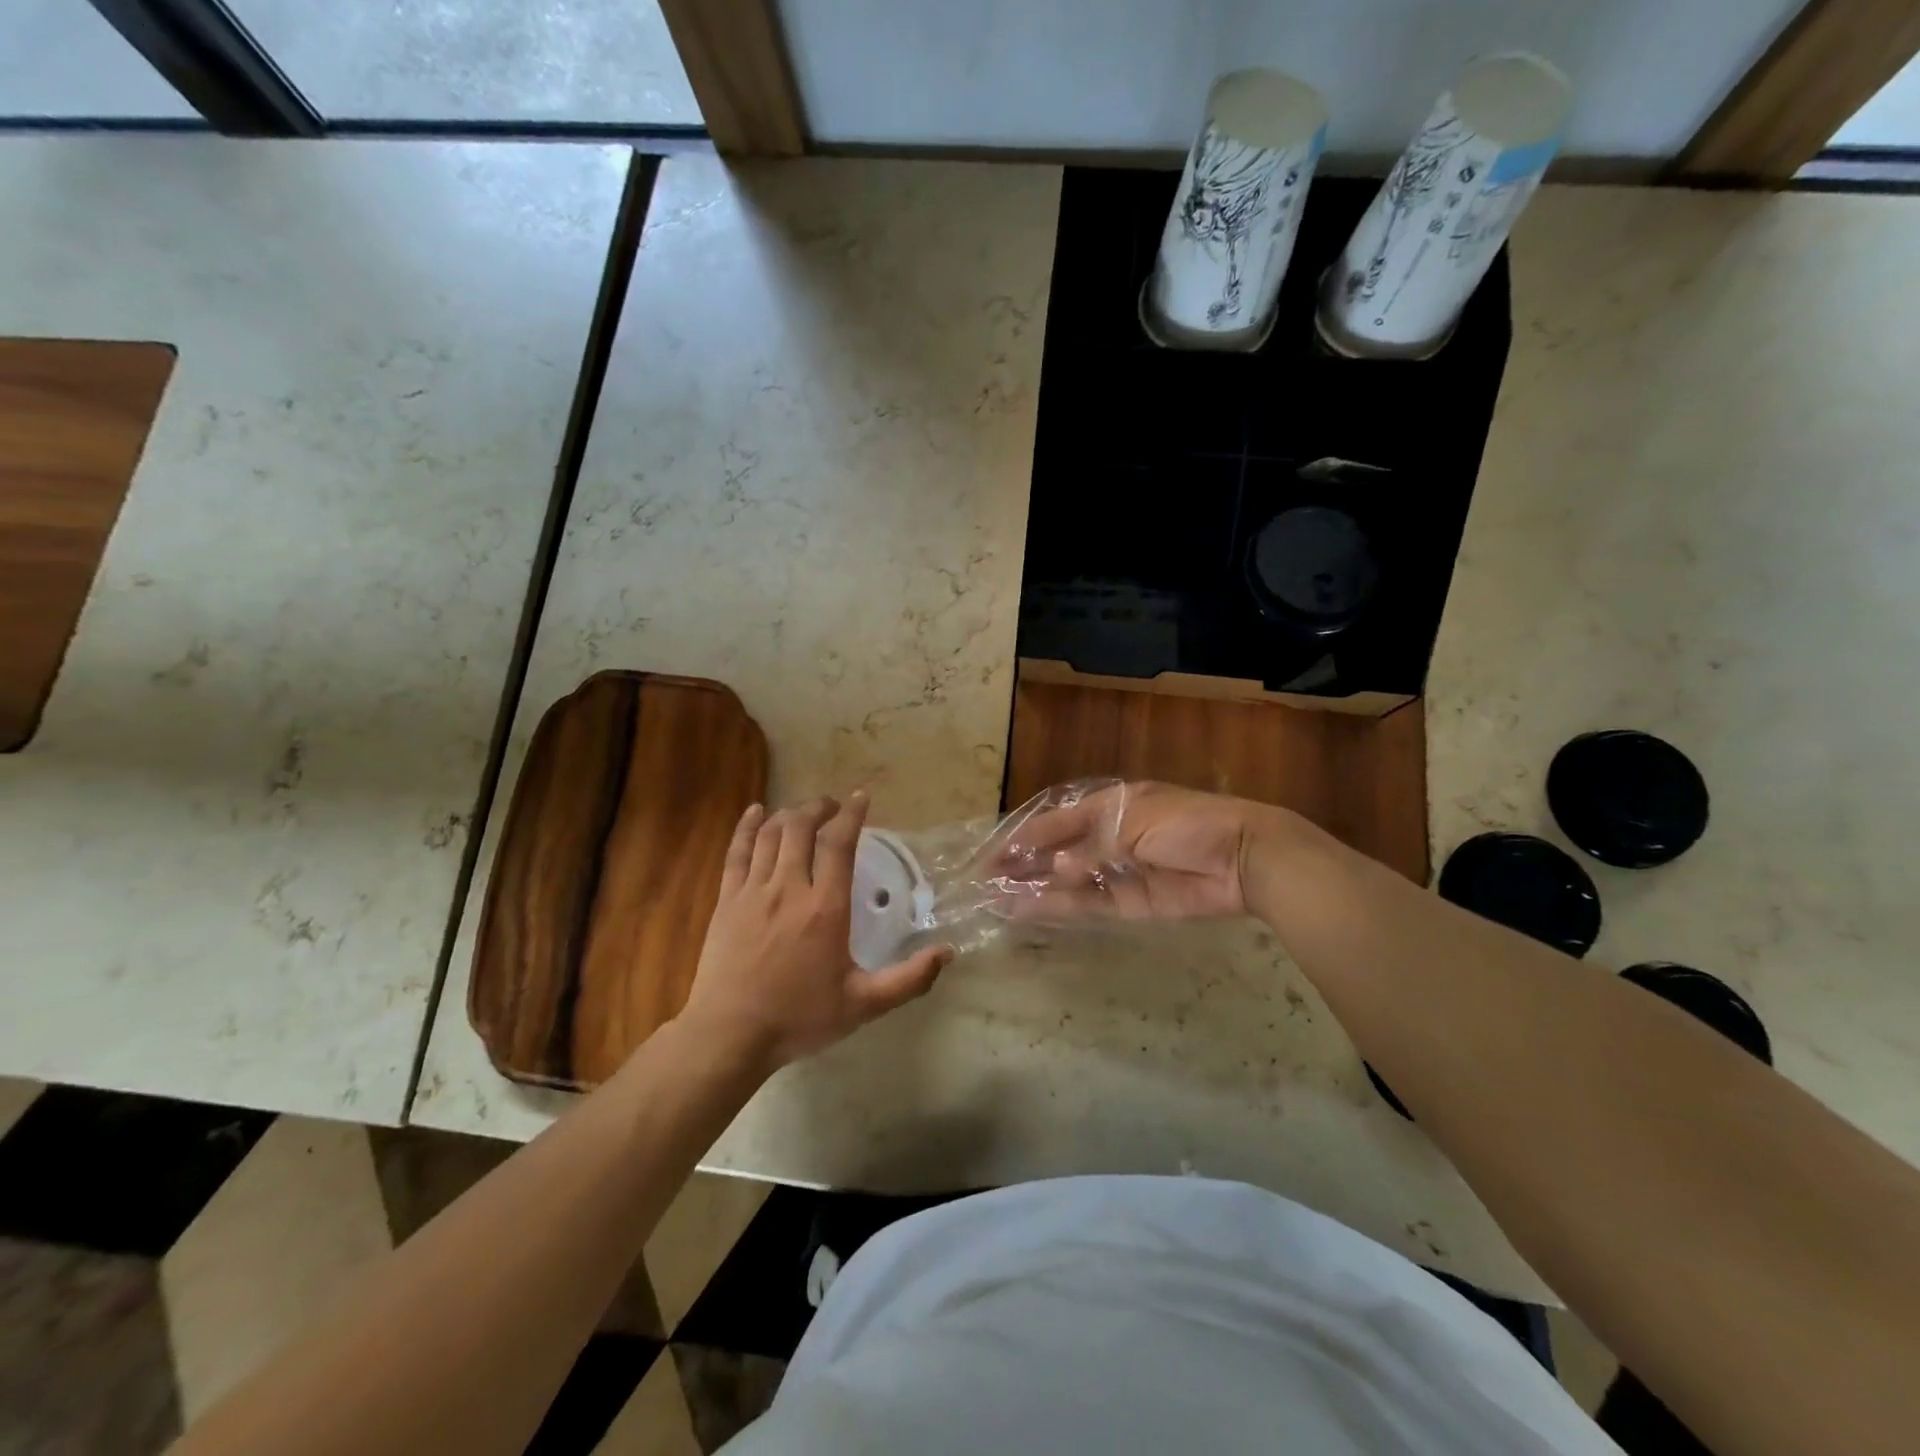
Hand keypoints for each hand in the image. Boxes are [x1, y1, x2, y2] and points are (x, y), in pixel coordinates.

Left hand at [679, 792, 950, 1072]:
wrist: (730, 1035)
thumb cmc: (799, 1018)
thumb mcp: (863, 1005)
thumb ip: (908, 979)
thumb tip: (947, 953)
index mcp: (825, 908)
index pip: (838, 843)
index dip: (851, 814)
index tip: (861, 798)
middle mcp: (789, 888)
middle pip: (802, 827)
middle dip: (820, 807)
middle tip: (833, 807)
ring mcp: (753, 891)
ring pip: (771, 834)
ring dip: (790, 814)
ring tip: (804, 812)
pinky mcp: (726, 900)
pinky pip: (737, 851)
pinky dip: (747, 826)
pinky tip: (756, 812)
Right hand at [998, 781, 1282, 920]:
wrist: (1242, 857)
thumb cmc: (1186, 823)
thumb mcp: (1134, 822)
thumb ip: (1091, 848)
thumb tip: (1055, 871)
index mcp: (1110, 806)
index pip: (1058, 821)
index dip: (1026, 835)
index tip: (995, 851)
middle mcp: (1109, 838)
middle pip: (1058, 852)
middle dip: (1024, 863)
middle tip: (986, 878)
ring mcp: (1118, 872)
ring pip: (1067, 881)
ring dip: (1034, 888)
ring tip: (997, 898)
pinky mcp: (1131, 904)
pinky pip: (1088, 904)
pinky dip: (1060, 907)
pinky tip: (1030, 910)